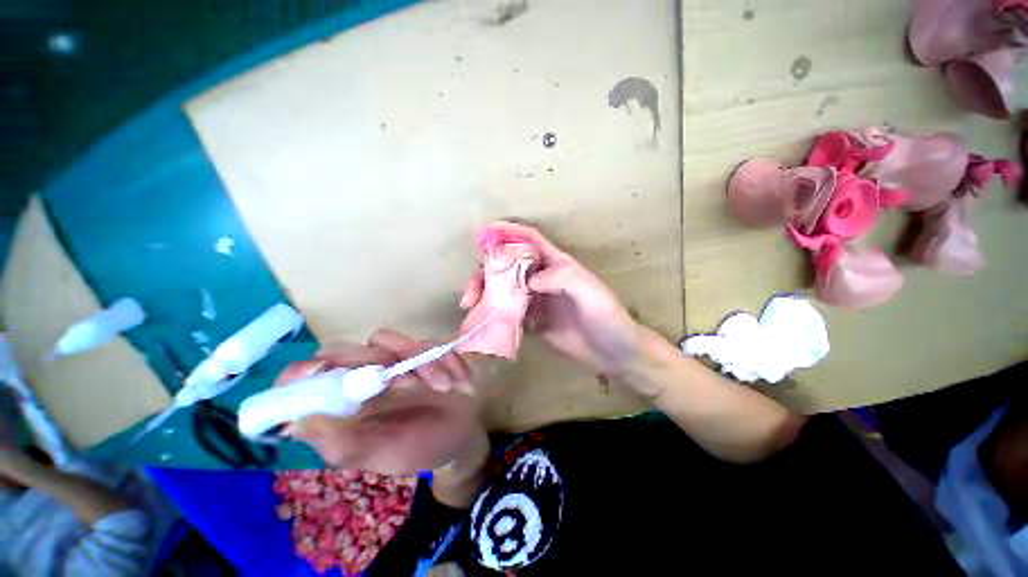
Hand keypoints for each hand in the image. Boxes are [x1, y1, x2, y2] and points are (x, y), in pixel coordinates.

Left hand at [275, 330, 488, 477]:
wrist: (460, 436)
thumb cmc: (419, 448)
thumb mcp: (382, 454)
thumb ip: (343, 443)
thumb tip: (300, 420)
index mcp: (343, 403)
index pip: (306, 379)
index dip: (303, 372)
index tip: (321, 370)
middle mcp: (360, 377)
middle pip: (346, 349)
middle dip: (378, 360)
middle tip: (409, 383)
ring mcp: (393, 360)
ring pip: (389, 340)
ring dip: (421, 362)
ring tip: (444, 387)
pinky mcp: (421, 351)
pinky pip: (428, 342)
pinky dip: (446, 361)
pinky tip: (460, 383)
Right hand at [461, 222, 643, 376]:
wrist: (614, 353)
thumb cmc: (606, 316)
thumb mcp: (589, 291)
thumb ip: (561, 279)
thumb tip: (527, 281)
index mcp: (557, 264)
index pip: (530, 240)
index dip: (507, 232)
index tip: (483, 235)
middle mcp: (543, 278)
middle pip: (508, 266)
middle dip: (486, 273)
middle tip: (470, 293)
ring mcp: (537, 300)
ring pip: (504, 289)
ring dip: (486, 294)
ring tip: (470, 308)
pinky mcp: (534, 321)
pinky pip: (509, 312)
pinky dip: (495, 313)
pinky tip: (483, 321)